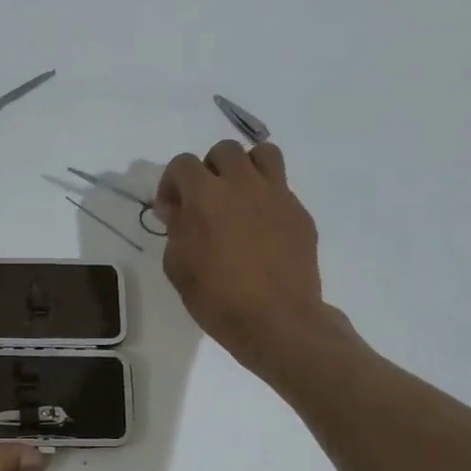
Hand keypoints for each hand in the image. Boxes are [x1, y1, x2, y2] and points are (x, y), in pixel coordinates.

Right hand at [155, 140, 352, 376]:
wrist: (276, 320)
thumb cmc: (216, 298)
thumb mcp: (177, 266)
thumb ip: (175, 228)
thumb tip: (179, 209)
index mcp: (206, 195)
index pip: (182, 163)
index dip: (172, 184)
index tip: (171, 211)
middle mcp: (242, 184)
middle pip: (224, 150)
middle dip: (209, 170)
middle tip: (205, 201)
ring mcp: (277, 195)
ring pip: (262, 155)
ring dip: (245, 169)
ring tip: (239, 198)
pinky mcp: (299, 213)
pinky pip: (281, 188)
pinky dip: (267, 198)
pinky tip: (261, 229)